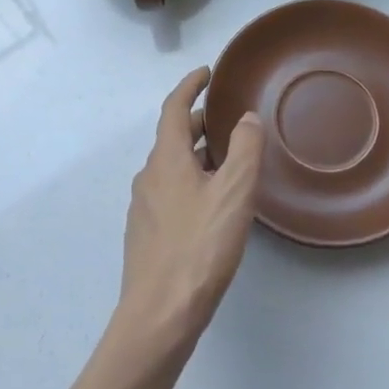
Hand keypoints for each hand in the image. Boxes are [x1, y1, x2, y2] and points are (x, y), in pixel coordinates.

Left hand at [113, 68, 263, 361]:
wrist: (159, 316)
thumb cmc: (199, 247)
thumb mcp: (233, 193)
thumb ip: (244, 150)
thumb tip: (245, 118)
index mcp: (165, 159)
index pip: (173, 107)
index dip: (190, 85)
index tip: (207, 73)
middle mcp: (148, 176)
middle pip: (172, 137)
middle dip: (197, 123)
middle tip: (227, 119)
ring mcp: (143, 207)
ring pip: (171, 167)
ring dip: (195, 154)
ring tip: (226, 161)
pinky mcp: (146, 235)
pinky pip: (169, 192)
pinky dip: (190, 181)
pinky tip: (210, 204)